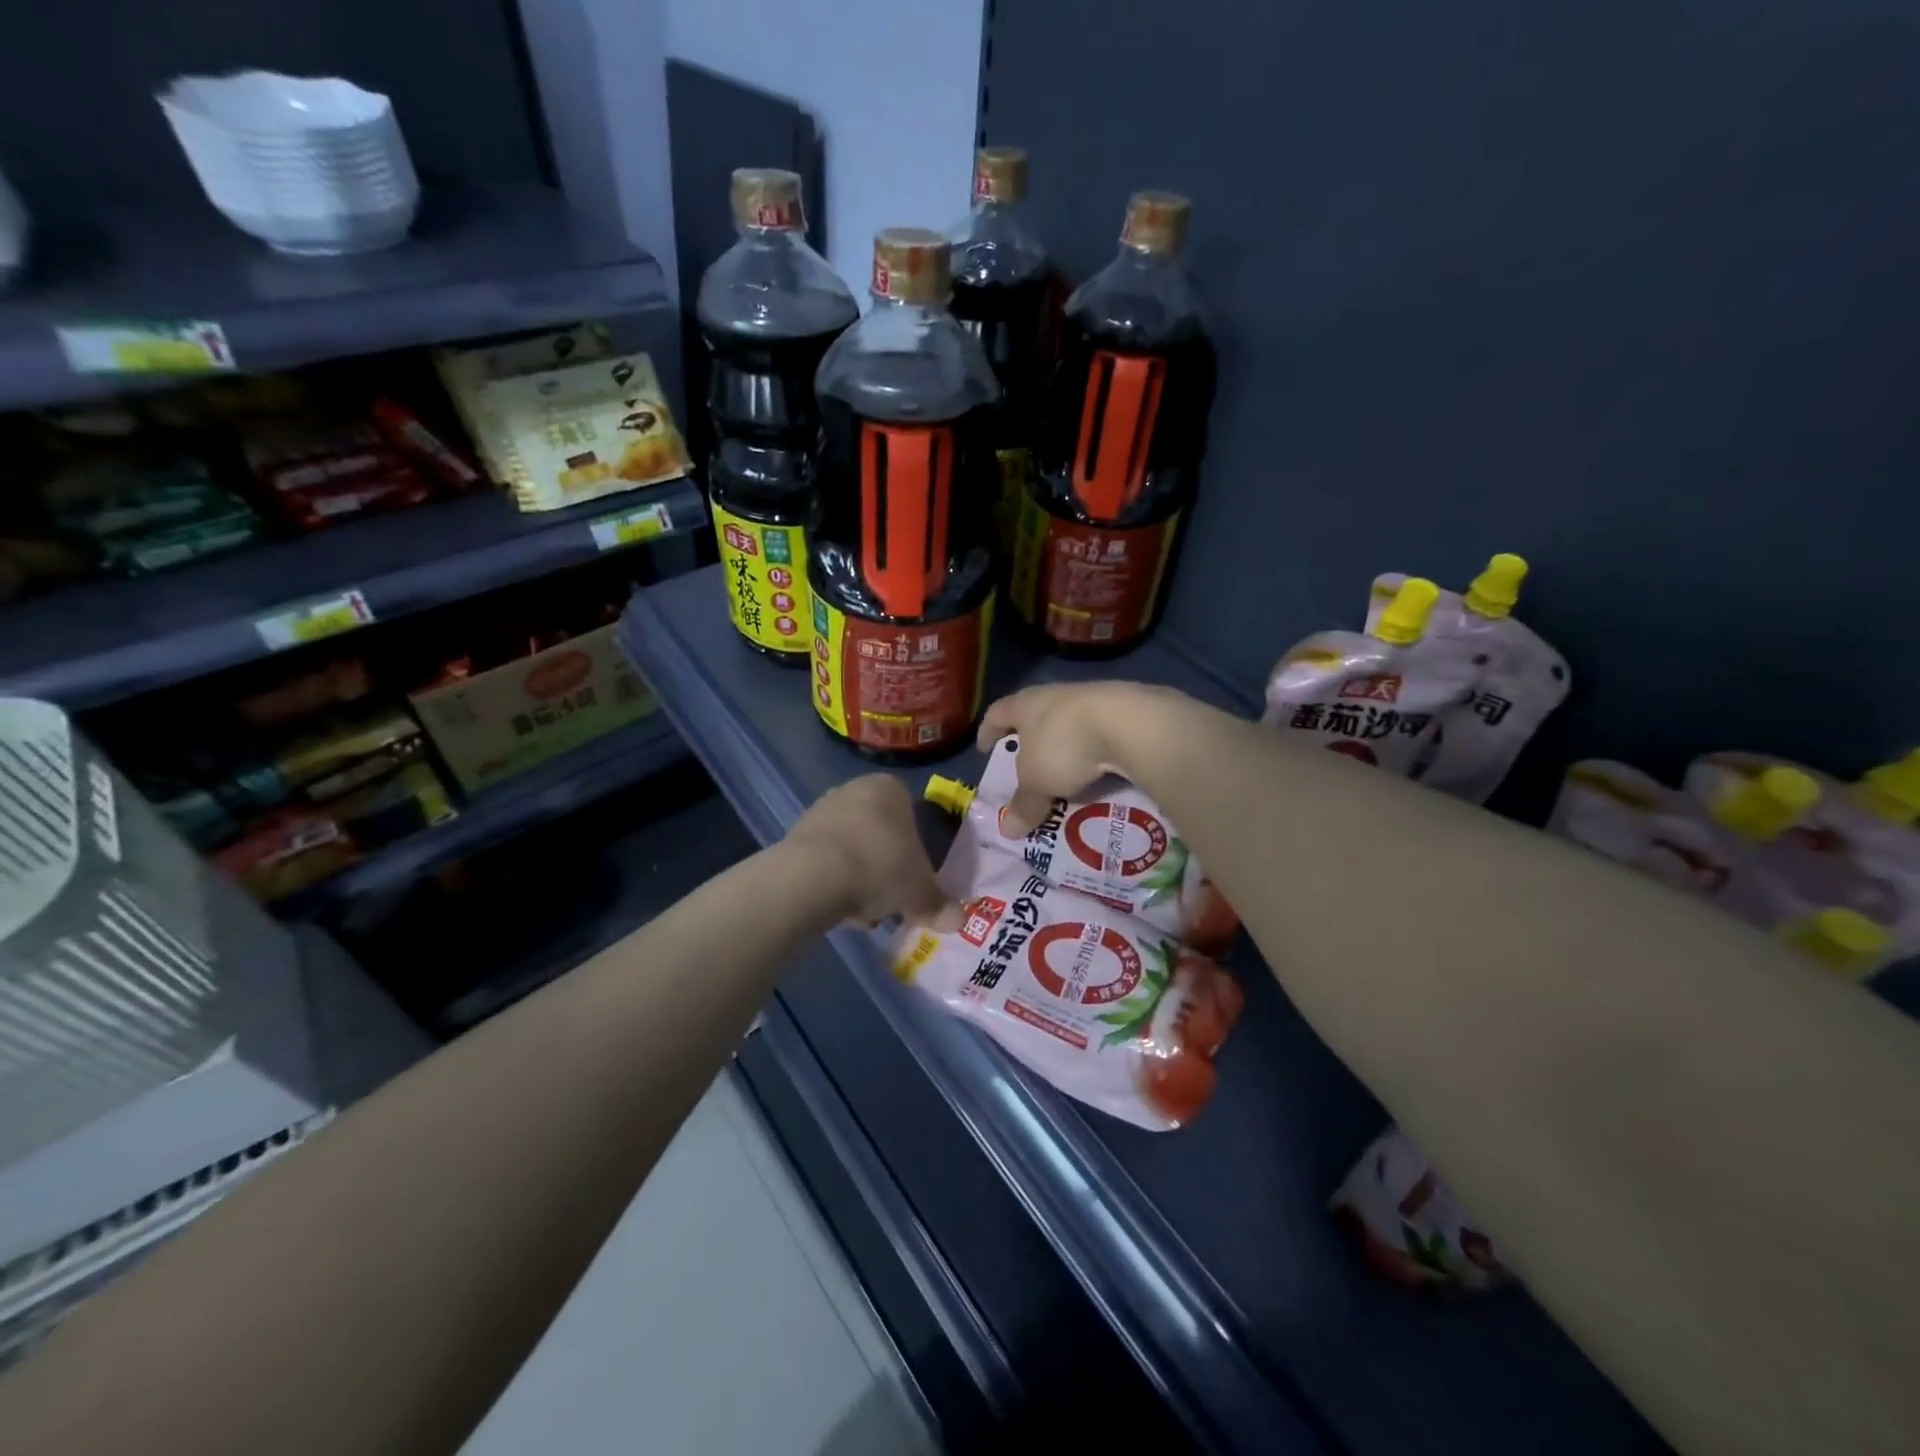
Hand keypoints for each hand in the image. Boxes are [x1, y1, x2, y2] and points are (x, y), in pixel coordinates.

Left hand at [785, 774, 956, 928]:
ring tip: (865, 911)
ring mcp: (821, 810)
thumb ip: (939, 904)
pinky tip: (840, 908)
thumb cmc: (880, 867)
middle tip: (892, 897)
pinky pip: (825, 860)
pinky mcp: (795, 835)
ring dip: (859, 876)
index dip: (915, 849)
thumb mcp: (919, 891)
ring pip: (852, 847)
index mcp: (889, 788)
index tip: (914, 877)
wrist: (814, 876)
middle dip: (885, 864)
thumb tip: (959, 920)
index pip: (911, 813)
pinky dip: (834, 882)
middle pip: (879, 830)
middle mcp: (853, 789)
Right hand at [977, 681, 1181, 832]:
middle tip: (1027, 765)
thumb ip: (1024, 804)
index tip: (985, 749)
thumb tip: (1008, 831)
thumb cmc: (1066, 745)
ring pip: (1071, 724)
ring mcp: (1093, 699)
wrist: (1130, 722)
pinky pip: (1102, 733)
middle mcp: (1056, 695)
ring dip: (1066, 746)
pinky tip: (1101, 771)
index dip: (988, 731)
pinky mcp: (1125, 710)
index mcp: (1026, 704)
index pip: (997, 713)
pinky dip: (1097, 751)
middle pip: (1035, 715)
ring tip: (1067, 774)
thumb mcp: (1038, 782)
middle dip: (1031, 740)